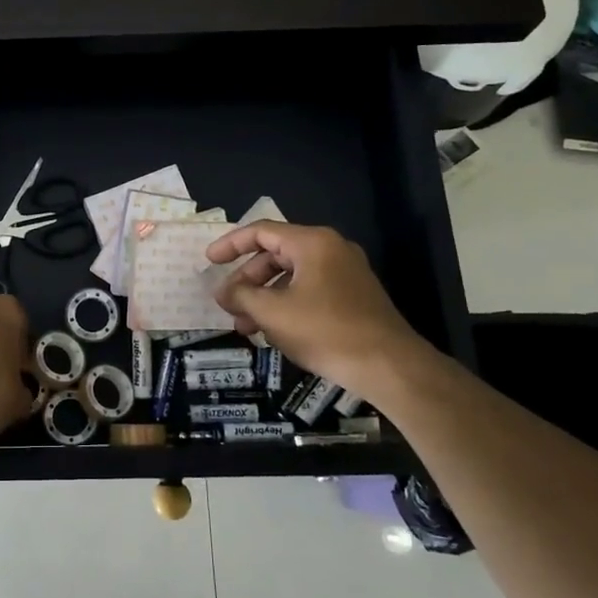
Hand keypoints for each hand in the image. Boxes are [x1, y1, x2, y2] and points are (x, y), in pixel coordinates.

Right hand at [207, 222, 432, 398]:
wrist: (388, 366)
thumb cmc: (326, 331)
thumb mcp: (273, 313)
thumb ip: (241, 296)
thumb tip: (222, 292)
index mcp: (312, 243)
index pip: (261, 231)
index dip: (230, 245)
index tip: (209, 261)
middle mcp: (330, 250)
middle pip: (275, 255)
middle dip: (247, 281)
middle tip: (227, 304)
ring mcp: (345, 273)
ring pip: (291, 277)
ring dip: (264, 298)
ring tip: (244, 327)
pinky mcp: (352, 296)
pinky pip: (309, 291)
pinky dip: (286, 305)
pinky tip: (273, 332)